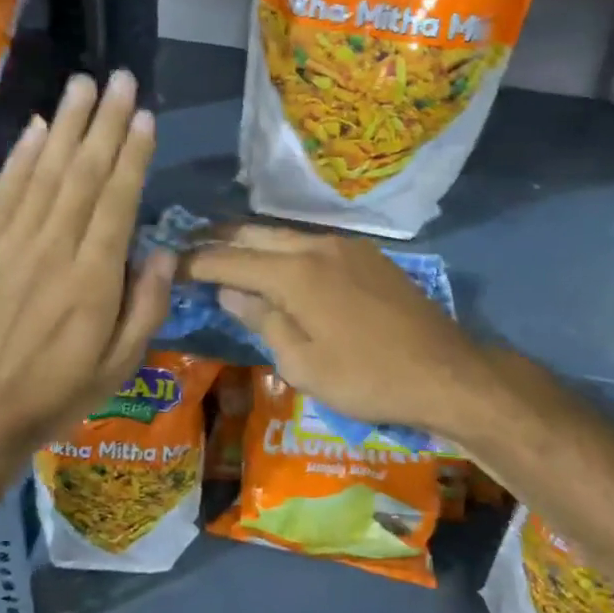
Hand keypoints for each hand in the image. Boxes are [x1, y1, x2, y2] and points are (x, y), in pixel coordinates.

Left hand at [0, 71, 174, 465]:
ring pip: (44, 173)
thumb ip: (147, 306)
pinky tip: (35, 128)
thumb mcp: (121, 365)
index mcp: (93, 279)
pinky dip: (19, 157)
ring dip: (65, 125)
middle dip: (103, 122)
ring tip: (82, 85)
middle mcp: (53, 249)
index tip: (143, 115)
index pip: (117, 200)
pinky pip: (2, 193)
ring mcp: (9, 245)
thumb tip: (163, 250)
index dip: (132, 154)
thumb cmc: (57, 395)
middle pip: (82, 173)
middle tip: (118, 79)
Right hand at [180, 225, 486, 435]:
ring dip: (253, 243)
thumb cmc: (366, 377)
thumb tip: (230, 291)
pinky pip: (313, 243)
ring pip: (285, 235)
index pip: (229, 259)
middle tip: (191, 250)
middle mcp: (316, 245)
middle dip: (220, 241)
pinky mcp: (367, 255)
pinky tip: (280, 265)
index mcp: (294, 272)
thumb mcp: (303, 363)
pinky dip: (286, 250)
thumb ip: (262, 320)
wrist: (445, 371)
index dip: (195, 261)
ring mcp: (346, 246)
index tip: (168, 264)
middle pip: (255, 234)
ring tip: (228, 254)